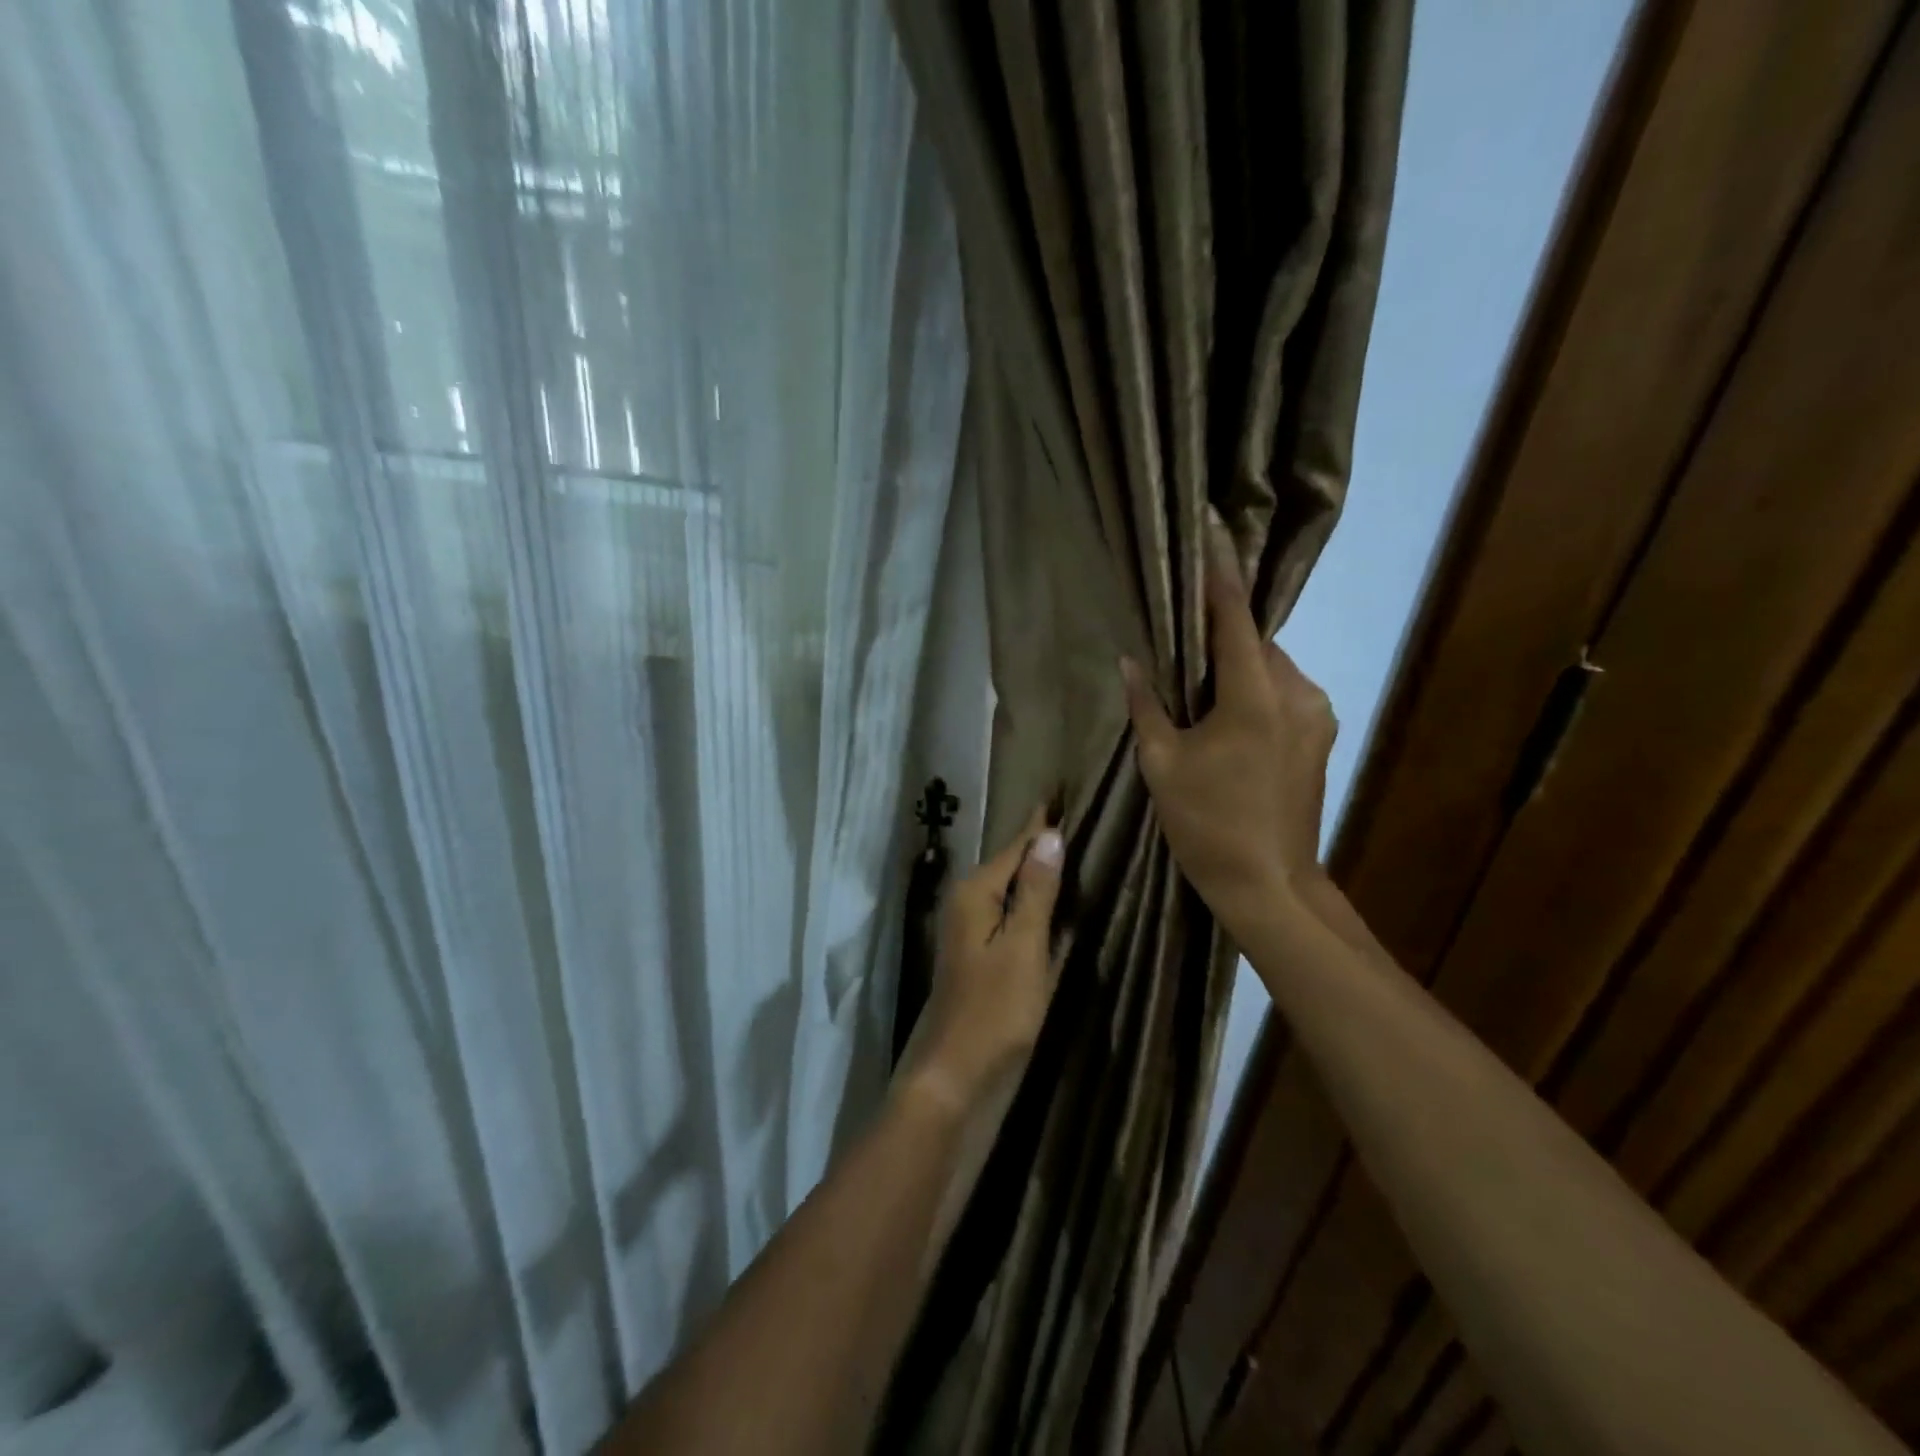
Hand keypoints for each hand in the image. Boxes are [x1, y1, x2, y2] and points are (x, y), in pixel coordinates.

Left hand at [906, 804, 1064, 1112]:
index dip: (1040, 823)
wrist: (957, 1074)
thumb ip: (1037, 892)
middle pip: (1011, 865)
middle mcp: (968, 904)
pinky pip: (1010, 916)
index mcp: (976, 894)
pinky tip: (1051, 902)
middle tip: (1073, 817)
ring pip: (1010, 891)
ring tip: (1069, 850)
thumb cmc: (995, 1010)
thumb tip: (1049, 835)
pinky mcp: (981, 956)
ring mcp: (972, 931)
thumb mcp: (1024, 947)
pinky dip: (1032, 904)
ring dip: (1037, 873)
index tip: (1059, 792)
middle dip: (1039, 844)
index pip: (1016, 846)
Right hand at [1120, 510, 1337, 942]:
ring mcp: (1317, 715)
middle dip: (1222, 636)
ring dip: (1239, 668)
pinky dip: (1257, 691)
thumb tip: (1129, 661)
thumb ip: (1147, 705)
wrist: (1267, 883)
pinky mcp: (1322, 735)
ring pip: (1272, 668)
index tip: (1211, 529)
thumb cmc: (1206, 824)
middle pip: (1255, 642)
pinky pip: (1286, 693)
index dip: (1220, 572)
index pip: (1234, 617)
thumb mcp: (1162, 764)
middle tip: (1183, 647)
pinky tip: (1230, 720)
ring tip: (1203, 695)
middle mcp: (1296, 692)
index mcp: (1253, 697)